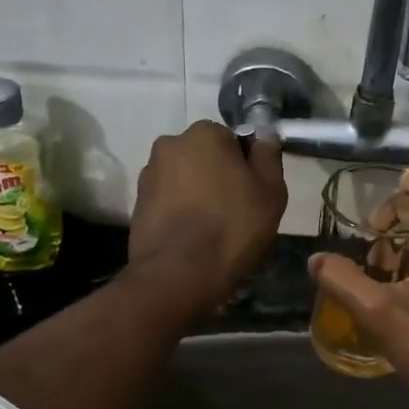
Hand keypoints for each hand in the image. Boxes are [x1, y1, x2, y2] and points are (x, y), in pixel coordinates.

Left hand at [128, 121, 286, 313]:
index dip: (246, 166)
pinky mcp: (137, 203)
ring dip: (197, 193)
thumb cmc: (233, 227)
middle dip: (218, 176)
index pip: (233, 140)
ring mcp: (149, 174)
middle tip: (235, 210)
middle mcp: (170, 145)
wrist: (179, 274)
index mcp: (204, 134)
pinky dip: (179, 211)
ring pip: (185, 178)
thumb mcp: (270, 192)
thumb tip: (263, 136)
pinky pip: (168, 200)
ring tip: (211, 228)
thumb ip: (268, 157)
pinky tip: (191, 237)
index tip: (253, 192)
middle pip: (205, 156)